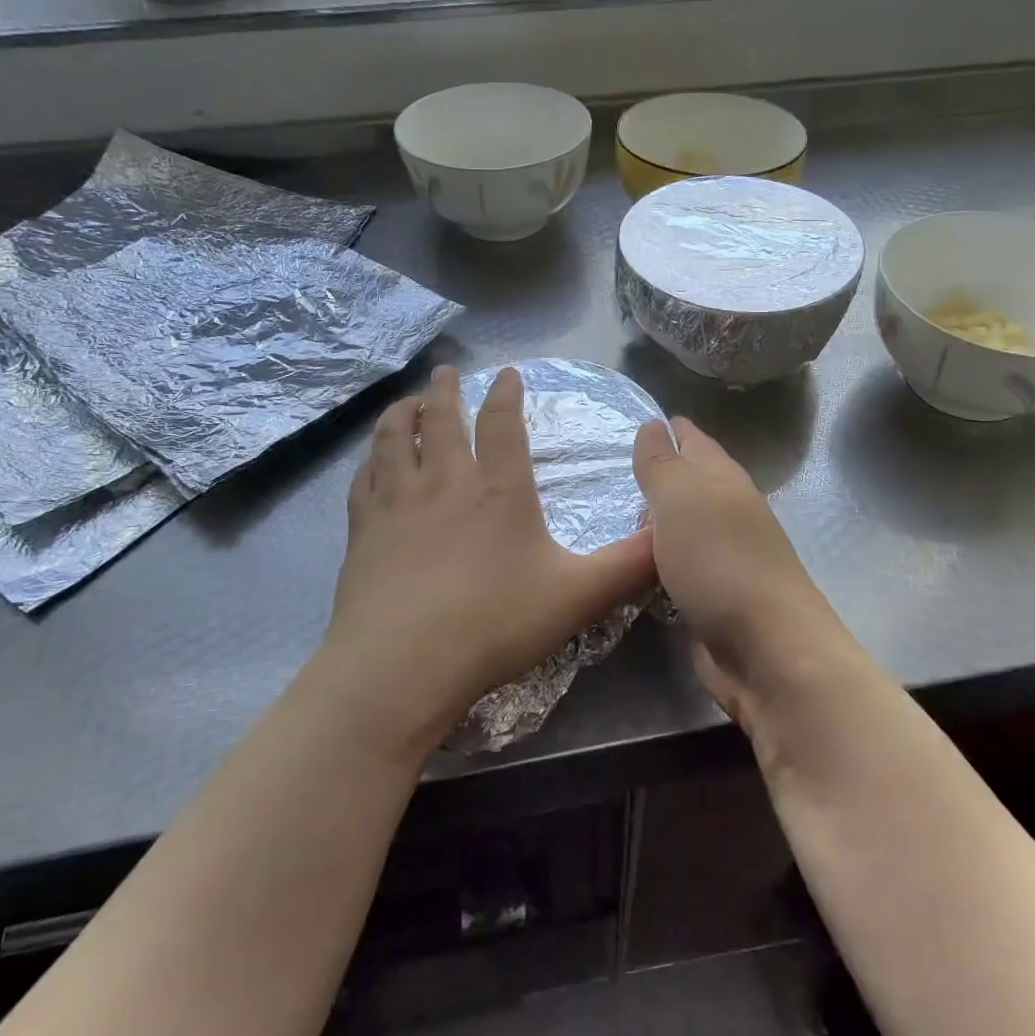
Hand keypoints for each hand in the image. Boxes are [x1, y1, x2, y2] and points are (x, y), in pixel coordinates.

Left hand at [306, 366, 655, 761]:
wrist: (403, 663)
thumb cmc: (495, 624)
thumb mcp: (579, 596)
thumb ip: (629, 565)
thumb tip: (670, 534)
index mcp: (499, 491)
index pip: (503, 425)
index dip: (506, 395)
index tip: (508, 374)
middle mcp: (446, 483)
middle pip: (442, 421)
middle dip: (446, 392)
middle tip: (446, 372)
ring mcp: (398, 504)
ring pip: (395, 440)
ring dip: (402, 414)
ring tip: (407, 401)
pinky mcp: (364, 530)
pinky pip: (365, 479)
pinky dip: (370, 460)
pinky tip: (372, 462)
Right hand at [631, 418, 852, 737]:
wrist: (767, 652)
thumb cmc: (721, 564)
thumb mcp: (682, 500)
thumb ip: (662, 464)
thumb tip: (653, 425)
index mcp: (724, 481)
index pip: (694, 441)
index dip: (668, 429)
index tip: (633, 423)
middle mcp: (728, 513)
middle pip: (691, 482)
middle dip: (658, 473)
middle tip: (608, 471)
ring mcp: (723, 558)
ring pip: (683, 525)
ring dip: (655, 518)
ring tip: (613, 514)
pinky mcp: (712, 598)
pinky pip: (677, 565)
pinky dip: (657, 558)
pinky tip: (634, 562)